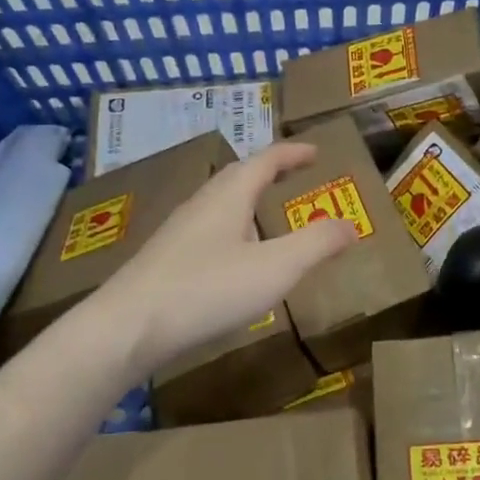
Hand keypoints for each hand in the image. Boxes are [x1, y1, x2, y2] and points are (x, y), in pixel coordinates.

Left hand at [94, 141, 358, 377]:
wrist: (128, 327)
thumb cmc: (207, 289)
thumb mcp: (275, 267)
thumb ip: (316, 244)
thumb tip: (351, 224)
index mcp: (228, 195)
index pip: (265, 160)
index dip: (292, 154)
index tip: (315, 151)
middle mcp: (200, 204)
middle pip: (237, 177)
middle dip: (268, 172)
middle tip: (294, 177)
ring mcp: (178, 232)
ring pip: (219, 204)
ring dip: (246, 201)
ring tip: (266, 214)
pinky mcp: (165, 260)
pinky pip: (207, 230)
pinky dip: (231, 230)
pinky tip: (233, 258)